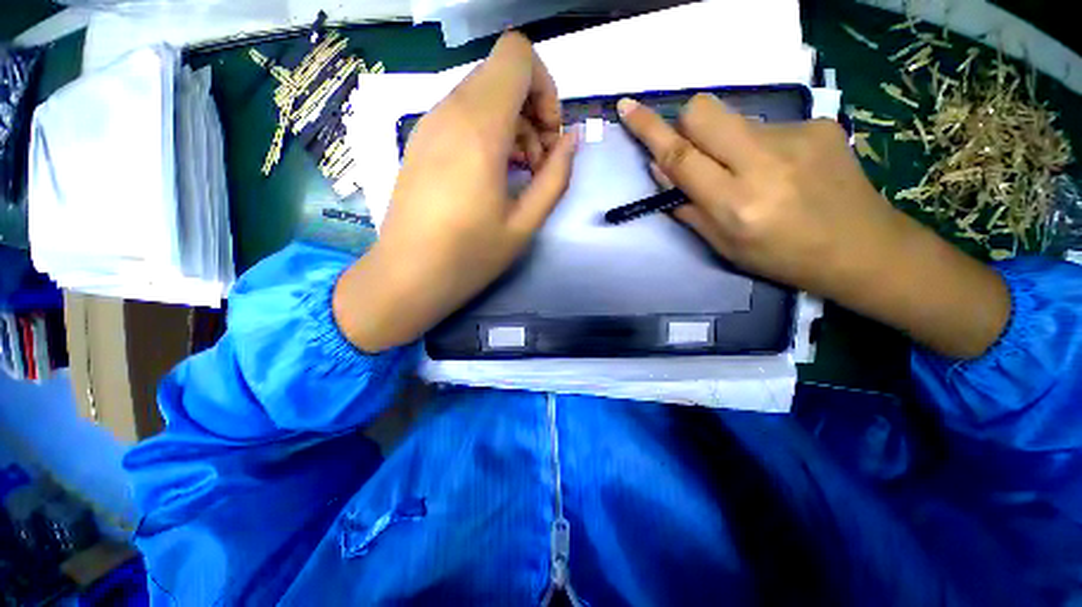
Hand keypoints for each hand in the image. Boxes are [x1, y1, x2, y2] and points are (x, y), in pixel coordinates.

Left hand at [334, 32, 577, 351]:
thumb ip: (556, 177)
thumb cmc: (470, 256)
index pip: (518, 56)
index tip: (550, 137)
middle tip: (538, 164)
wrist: (407, 276)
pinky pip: (463, 114)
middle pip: (502, 73)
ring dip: (512, 125)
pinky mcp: (421, 140)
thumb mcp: (525, 223)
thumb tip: (571, 141)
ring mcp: (430, 124)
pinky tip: (493, 174)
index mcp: (479, 128)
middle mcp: (449, 112)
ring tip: (518, 174)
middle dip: (532, 110)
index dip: (545, 87)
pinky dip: (488, 132)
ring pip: (483, 93)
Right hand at [619, 94, 1009, 358]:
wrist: (862, 248)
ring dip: (725, 142)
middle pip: (704, 112)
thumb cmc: (781, 257)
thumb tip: (659, 169)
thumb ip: (687, 206)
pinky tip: (780, 169)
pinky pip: (764, 125)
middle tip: (695, 152)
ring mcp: (796, 137)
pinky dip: (756, 145)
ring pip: (734, 120)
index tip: (627, 106)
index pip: (681, 156)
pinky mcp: (819, 124)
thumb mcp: (723, 244)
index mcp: (736, 203)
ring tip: (751, 173)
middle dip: (686, 124)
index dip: (649, 130)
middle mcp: (763, 163)